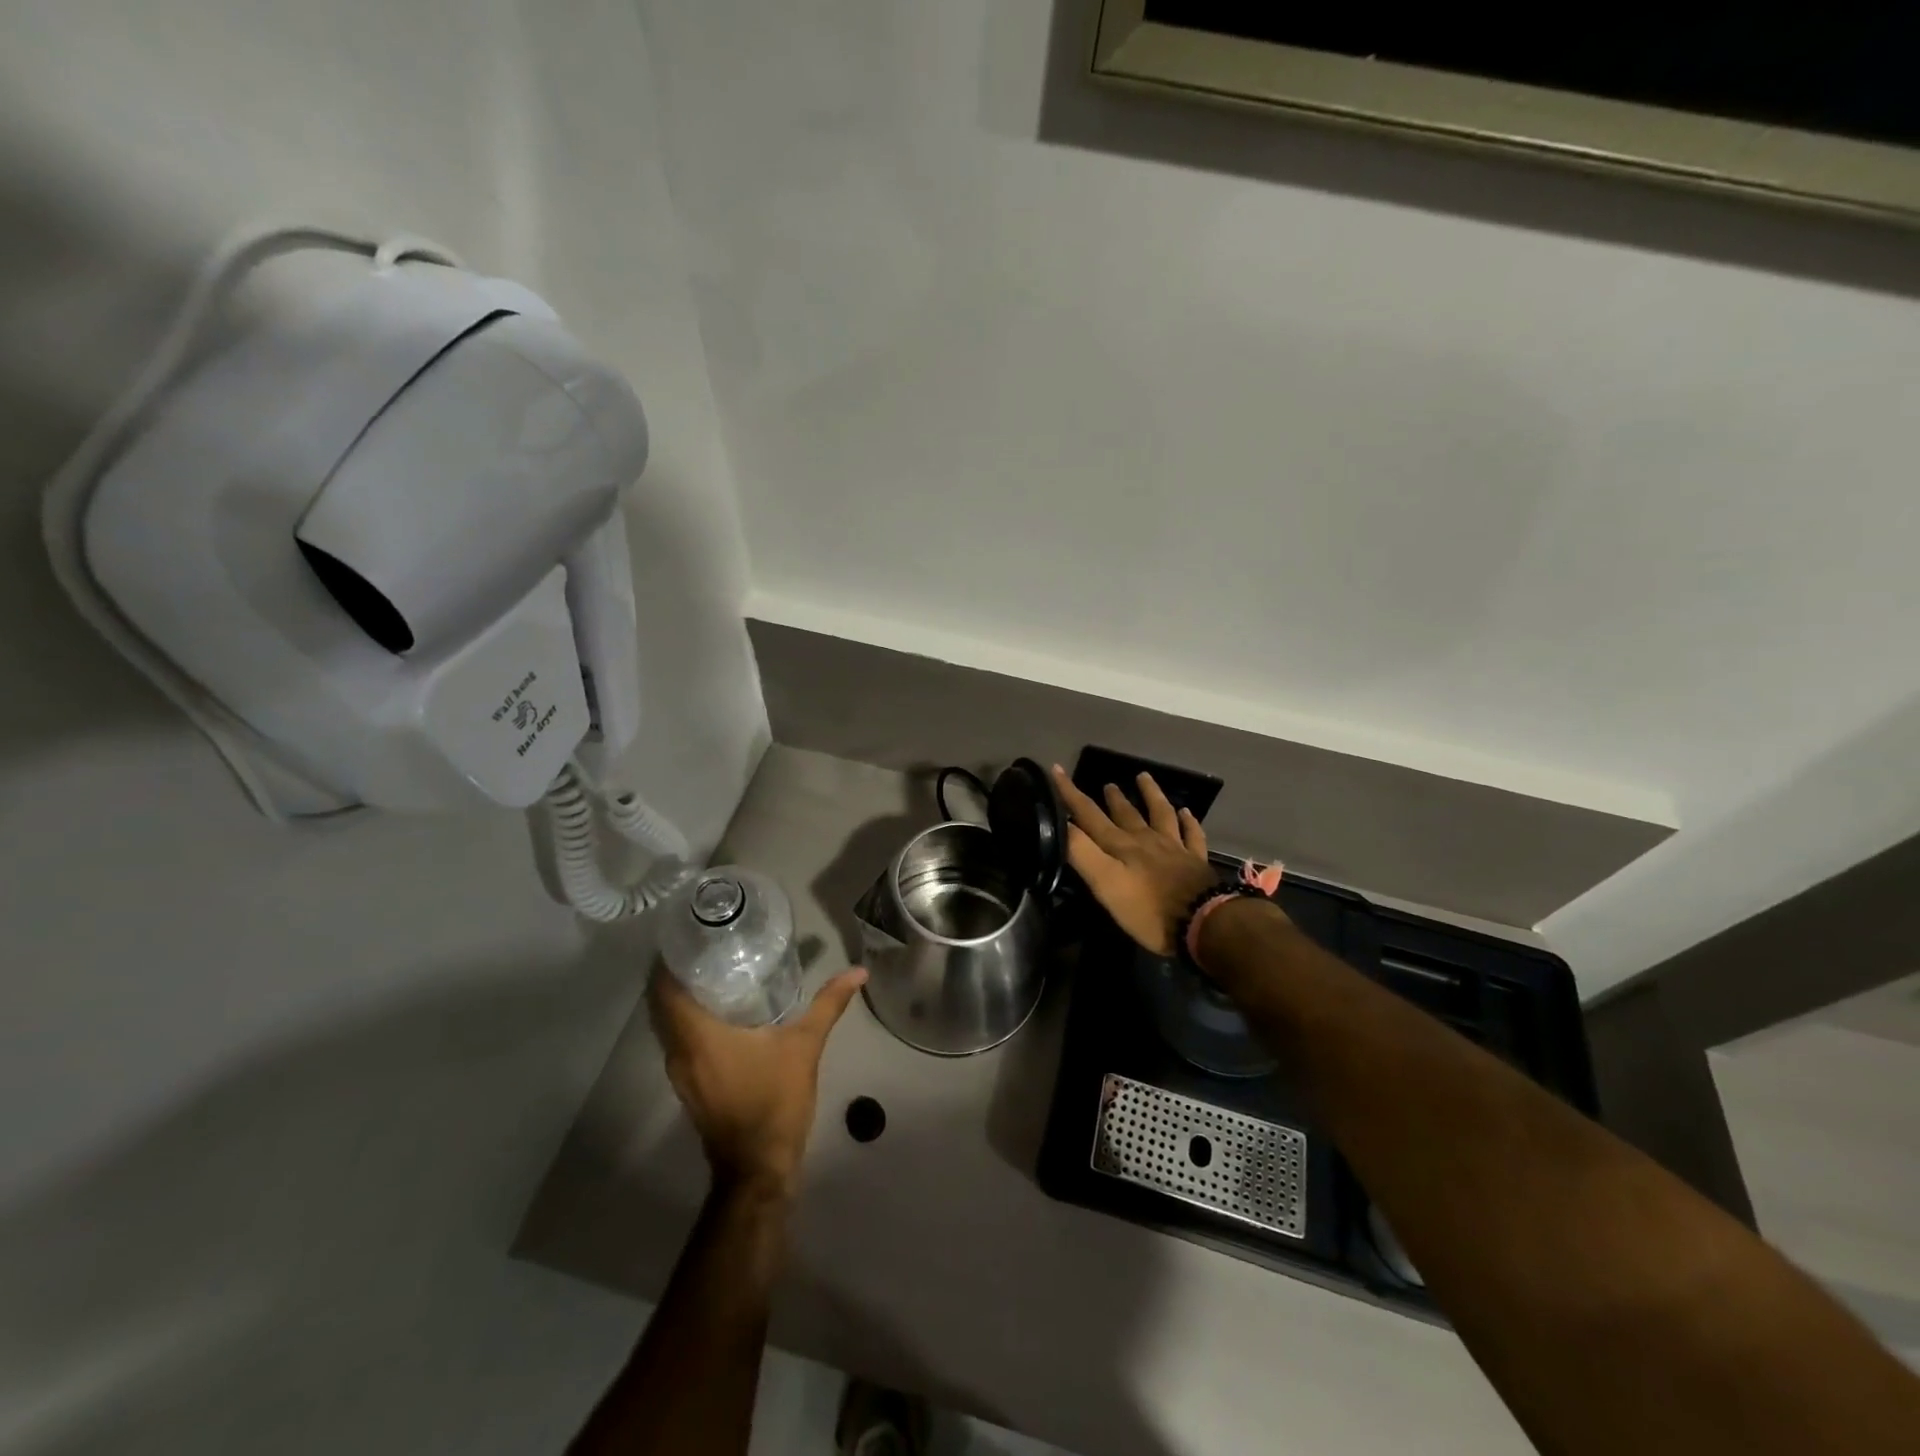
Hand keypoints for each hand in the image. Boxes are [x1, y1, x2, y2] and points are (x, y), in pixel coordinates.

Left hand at [649, 965, 867, 1199]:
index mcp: (697, 1036)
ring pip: (670, 1025)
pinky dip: (692, 1022)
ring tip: (716, 970)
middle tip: (709, 945)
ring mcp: (681, 1074)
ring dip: (685, 1000)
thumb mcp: (805, 1046)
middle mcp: (679, 1052)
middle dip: (680, 974)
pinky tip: (723, 1012)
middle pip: (663, 1005)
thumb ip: (828, 1004)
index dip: (671, 959)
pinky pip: (681, 1043)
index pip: (665, 989)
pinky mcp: (690, 1087)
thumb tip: (858, 971)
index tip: (692, 935)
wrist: (759, 1168)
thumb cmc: (775, 1101)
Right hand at [1052, 765, 1219, 956]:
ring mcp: (1174, 849)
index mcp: (1121, 846)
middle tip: (1107, 783)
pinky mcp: (1196, 863)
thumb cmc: (1148, 910)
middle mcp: (1146, 840)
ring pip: (1161, 814)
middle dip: (1112, 798)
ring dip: (1151, 795)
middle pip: (1126, 814)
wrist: (1203, 923)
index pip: (1089, 814)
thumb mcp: (1106, 883)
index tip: (1056, 769)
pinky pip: (1192, 835)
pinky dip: (1189, 822)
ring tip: (1144, 778)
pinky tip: (1187, 812)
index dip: (1071, 793)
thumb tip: (1061, 822)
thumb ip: (1082, 852)